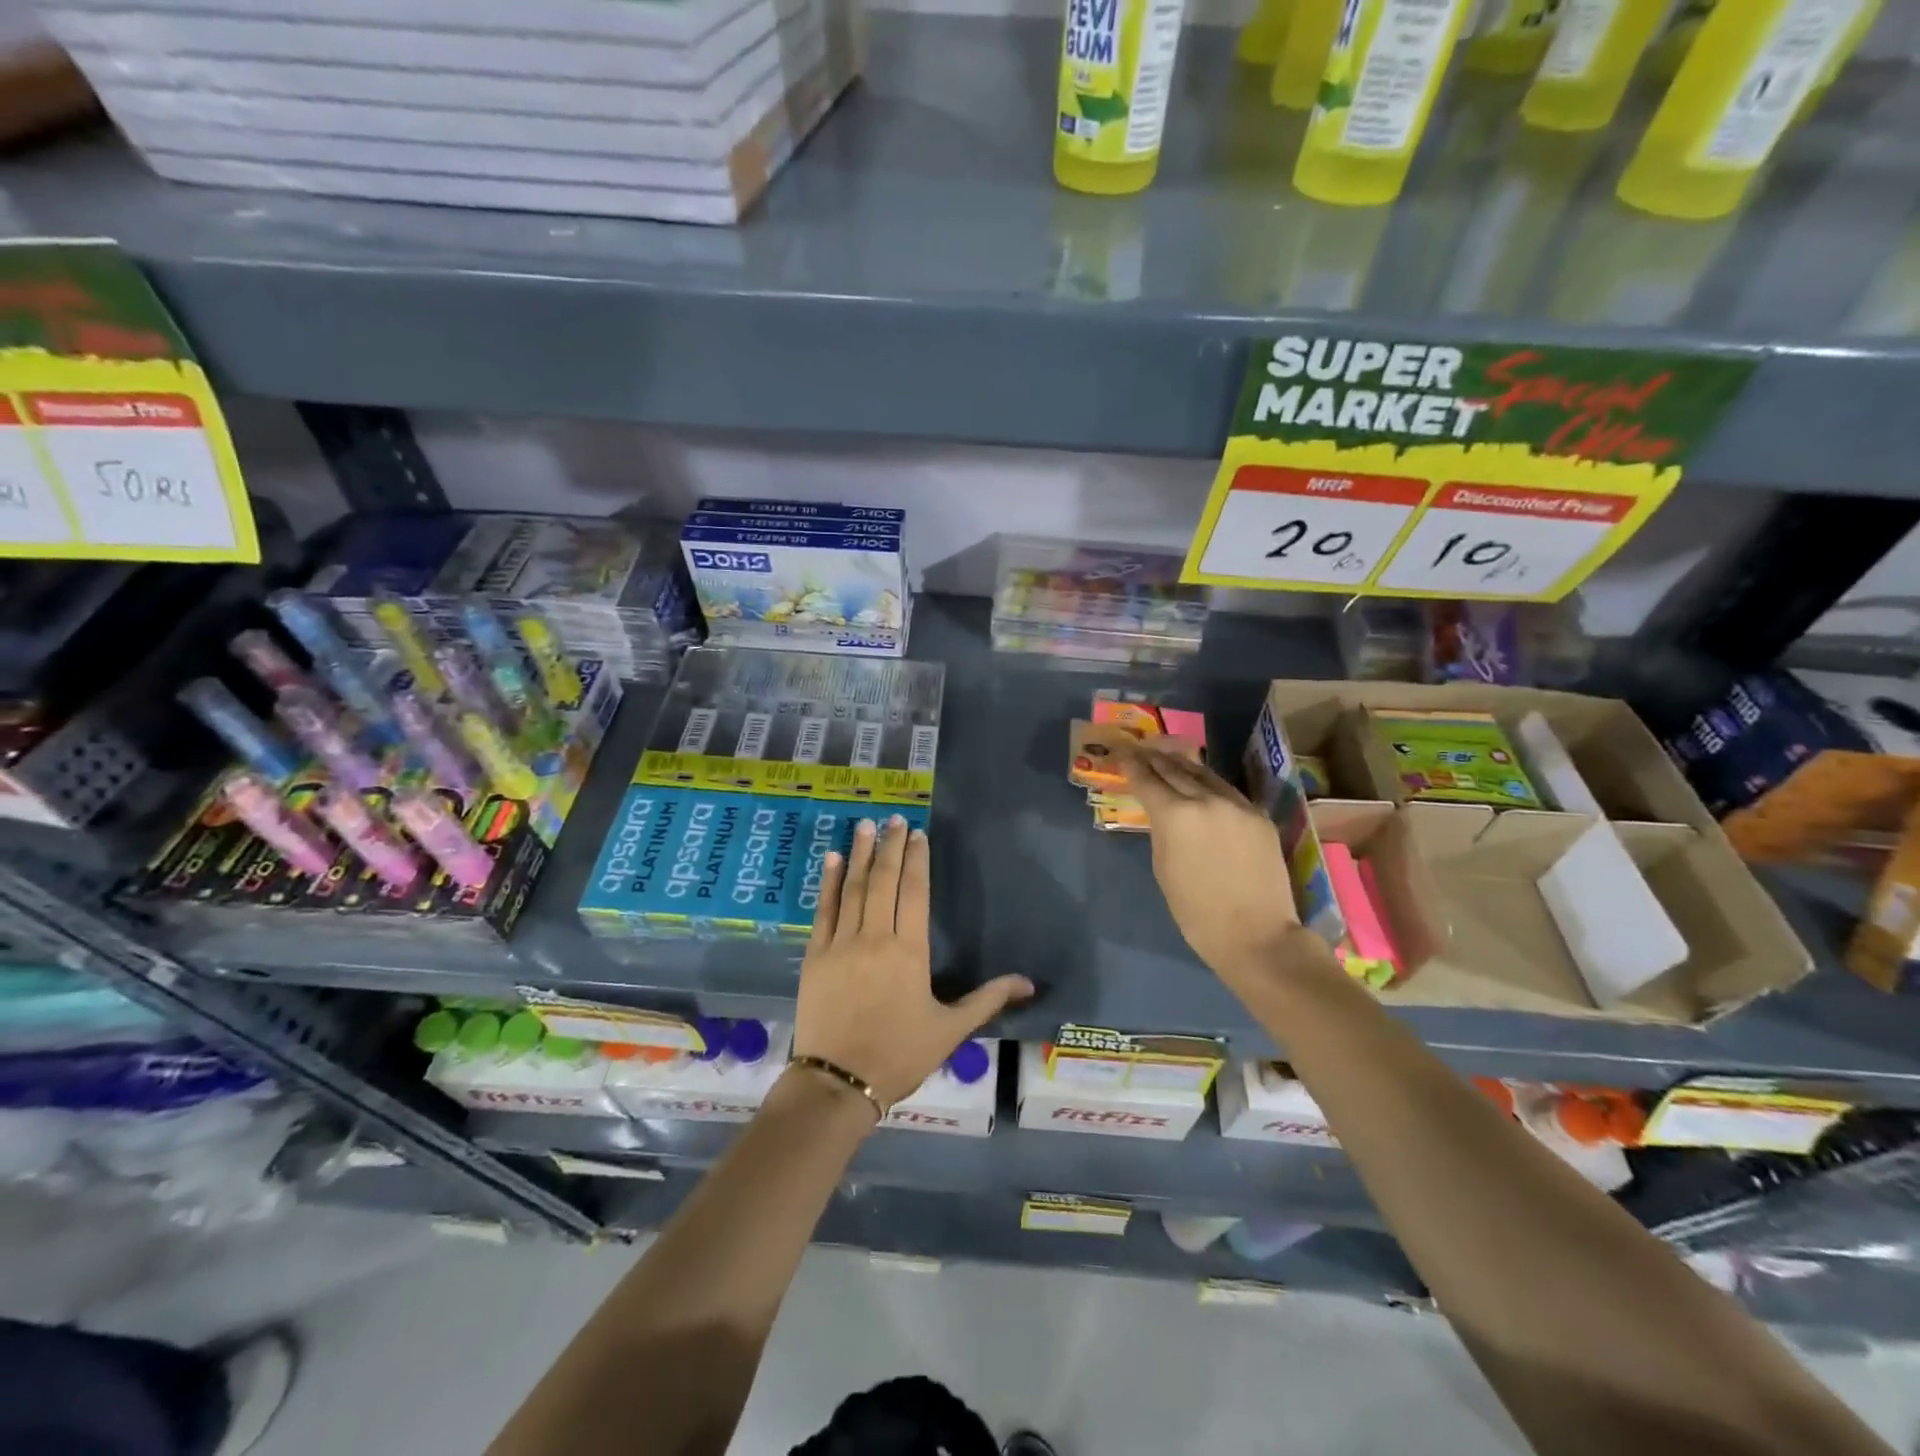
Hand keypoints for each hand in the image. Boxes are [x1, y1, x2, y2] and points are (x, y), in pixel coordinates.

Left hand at [792, 815, 1032, 1108]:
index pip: (914, 892)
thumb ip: (988, 999)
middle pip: (883, 881)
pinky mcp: (815, 955)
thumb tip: (1029, 983)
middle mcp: (875, 937)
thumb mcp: (950, 1030)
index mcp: (909, 951)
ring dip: (860, 854)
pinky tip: (833, 859)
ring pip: (853, 888)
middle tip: (894, 819)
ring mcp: (841, 943)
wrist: (838, 1083)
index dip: (916, 860)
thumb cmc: (899, 1055)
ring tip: (866, 825)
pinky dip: (828, 883)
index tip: (917, 835)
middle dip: (890, 846)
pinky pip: (823, 910)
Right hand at [1117, 737, 1324, 990]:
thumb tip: (1162, 813)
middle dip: (1155, 759)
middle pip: (1175, 770)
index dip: (1131, 766)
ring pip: (1204, 774)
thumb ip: (1161, 831)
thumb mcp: (1163, 868)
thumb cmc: (1196, 912)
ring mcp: (1237, 805)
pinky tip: (1201, 782)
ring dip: (1182, 764)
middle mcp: (1206, 800)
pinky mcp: (1259, 815)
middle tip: (1140, 749)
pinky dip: (1209, 783)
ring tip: (1167, 756)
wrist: (1256, 934)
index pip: (1147, 780)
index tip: (1121, 754)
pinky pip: (1228, 791)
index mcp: (1176, 815)